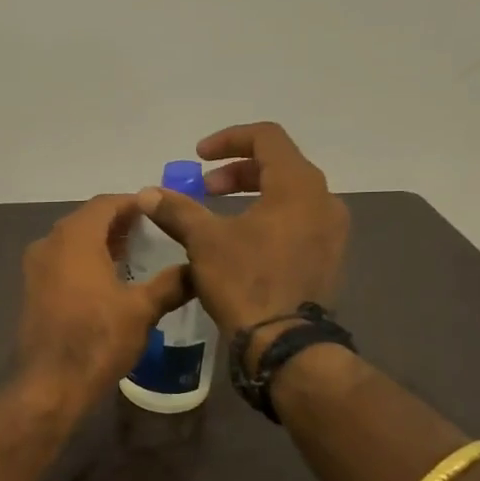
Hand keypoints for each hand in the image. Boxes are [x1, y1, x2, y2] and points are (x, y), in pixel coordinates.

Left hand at [18, 193, 191, 410]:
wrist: (51, 384)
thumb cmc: (98, 339)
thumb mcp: (142, 310)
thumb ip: (171, 283)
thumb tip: (197, 269)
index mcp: (75, 237)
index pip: (106, 203)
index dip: (134, 203)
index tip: (159, 210)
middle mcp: (49, 243)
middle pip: (87, 220)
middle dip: (118, 222)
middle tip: (151, 231)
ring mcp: (35, 267)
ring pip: (72, 242)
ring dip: (100, 242)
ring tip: (134, 254)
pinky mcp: (32, 290)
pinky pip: (61, 262)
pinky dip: (84, 261)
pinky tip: (107, 280)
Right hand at [139, 122, 347, 363]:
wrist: (285, 343)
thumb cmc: (246, 281)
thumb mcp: (204, 241)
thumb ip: (177, 210)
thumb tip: (147, 193)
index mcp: (298, 184)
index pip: (266, 137)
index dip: (228, 139)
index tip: (198, 158)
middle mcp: (324, 200)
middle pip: (279, 165)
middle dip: (236, 172)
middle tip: (205, 190)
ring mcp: (332, 231)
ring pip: (289, 195)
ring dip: (252, 196)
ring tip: (220, 218)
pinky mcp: (329, 258)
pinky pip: (299, 221)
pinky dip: (269, 219)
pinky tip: (243, 244)